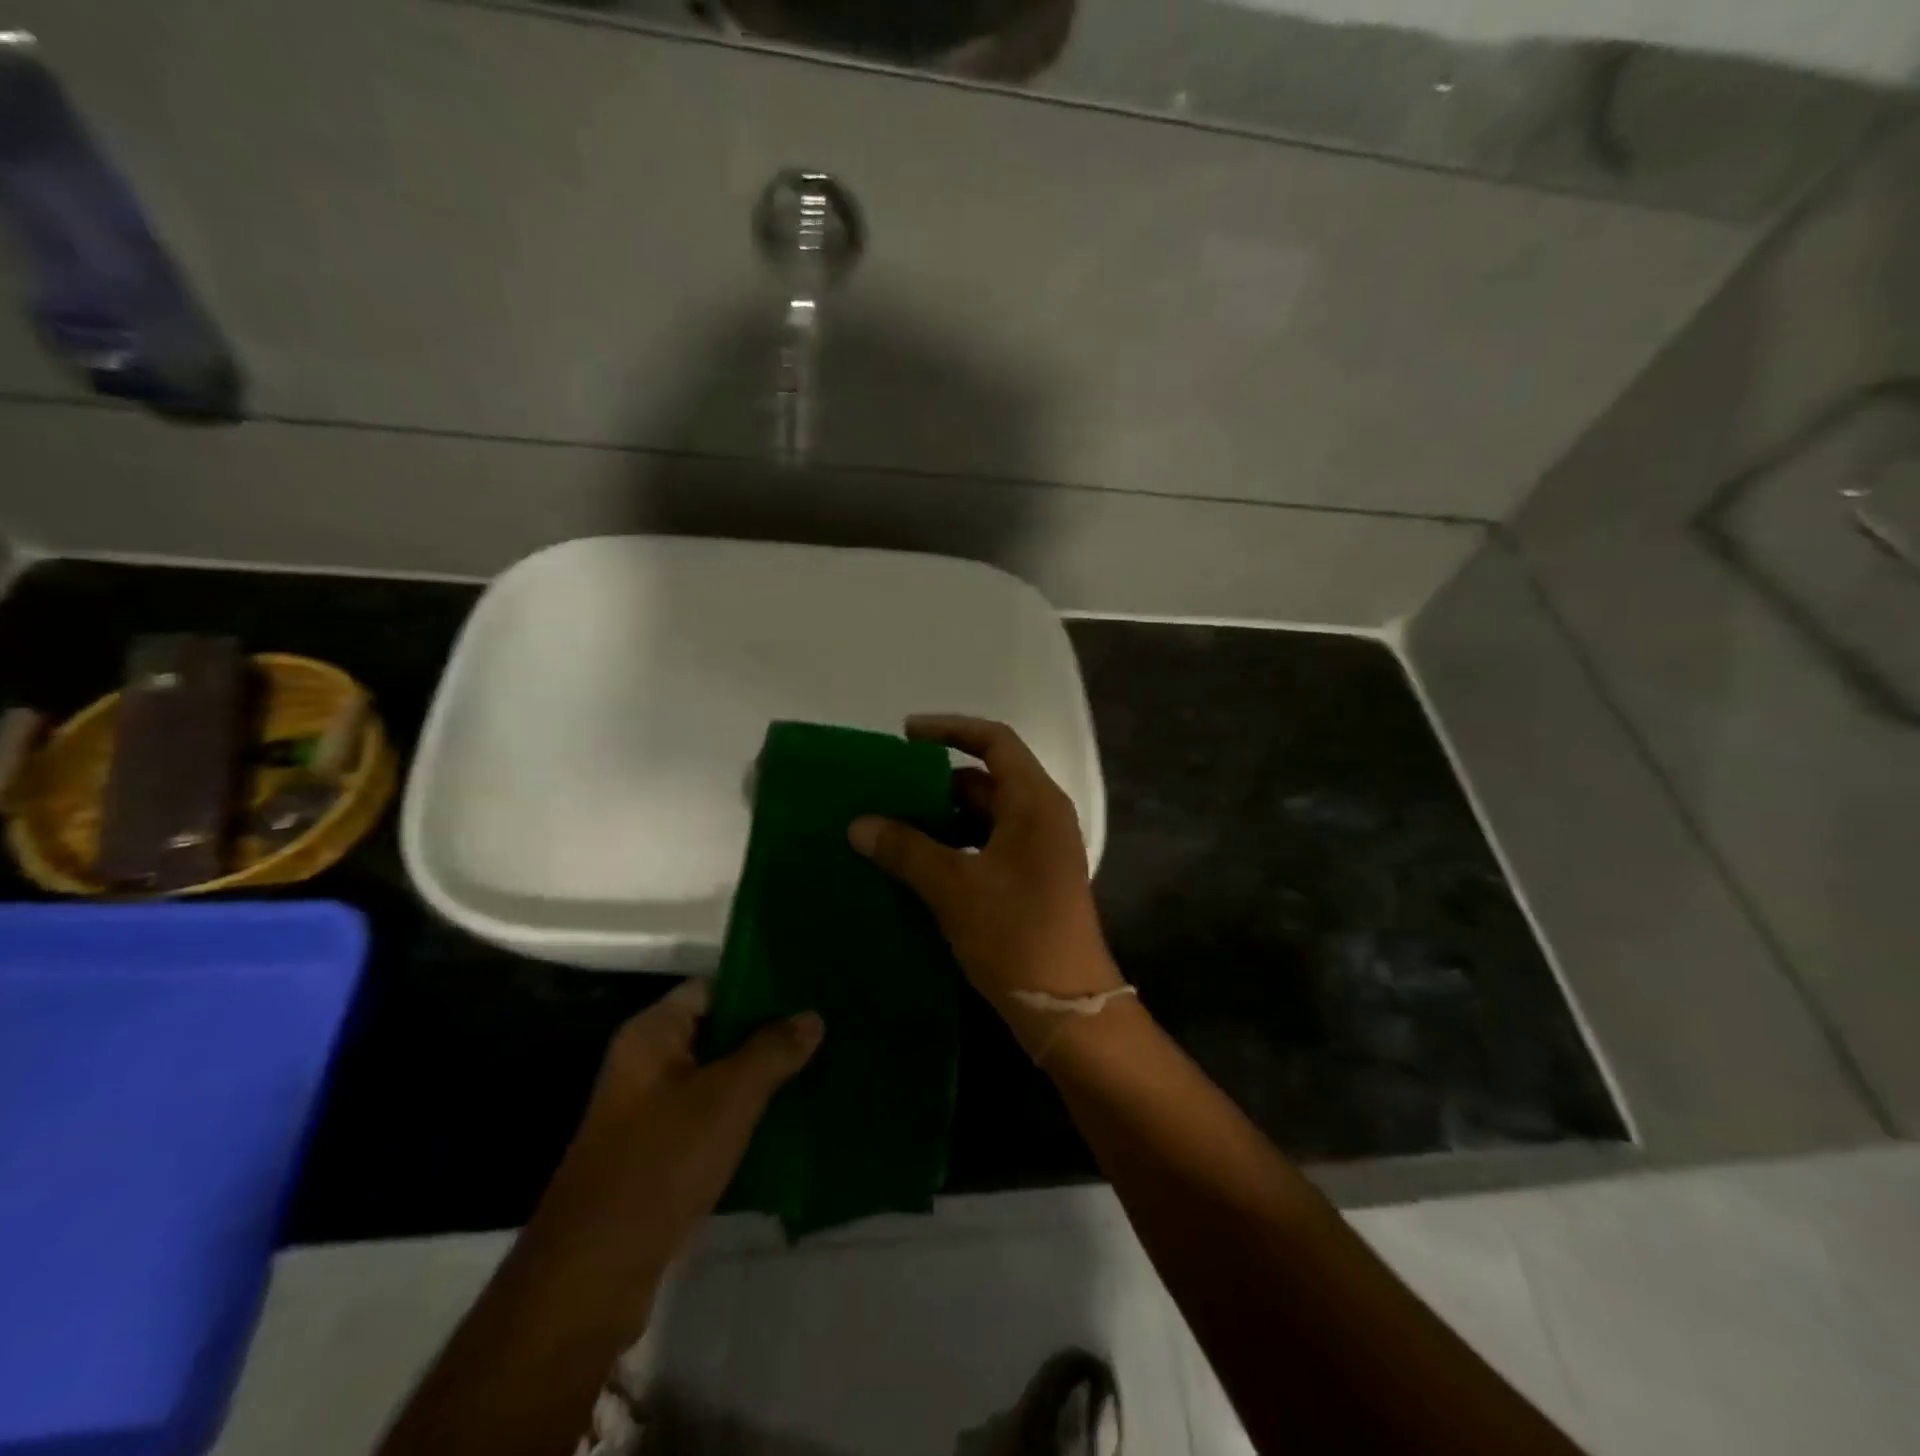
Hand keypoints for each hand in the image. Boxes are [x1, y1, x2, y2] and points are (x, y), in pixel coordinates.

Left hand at [527, 979, 822, 1282]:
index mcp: (652, 1035)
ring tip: (818, 1067)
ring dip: (761, 1077)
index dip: (758, 987)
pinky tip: (791, 1118)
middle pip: (717, 1033)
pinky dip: (747, 1115)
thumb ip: (773, 1050)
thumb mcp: (728, 1097)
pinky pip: (713, 1118)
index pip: (712, 988)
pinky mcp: (662, 1155)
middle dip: (768, 1034)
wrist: (595, 1274)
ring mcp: (652, 1112)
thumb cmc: (661, 1162)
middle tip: (823, 1030)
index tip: (807, 992)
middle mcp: (648, 1065)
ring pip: (719, 1078)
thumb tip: (812, 1016)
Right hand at [849, 715, 1122, 1048]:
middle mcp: (1042, 816)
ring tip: (891, 825)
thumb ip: (906, 849)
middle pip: (987, 779)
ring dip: (942, 817)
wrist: (1066, 1006)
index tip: (906, 735)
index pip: (995, 741)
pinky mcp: (1032, 879)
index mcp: (1034, 802)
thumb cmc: (1015, 933)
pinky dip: (955, 845)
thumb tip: (859, 824)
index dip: (951, 729)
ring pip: (985, 815)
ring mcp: (1039, 849)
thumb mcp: (954, 886)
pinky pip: (988, 844)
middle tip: (887, 789)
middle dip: (937, 781)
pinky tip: (917, 863)